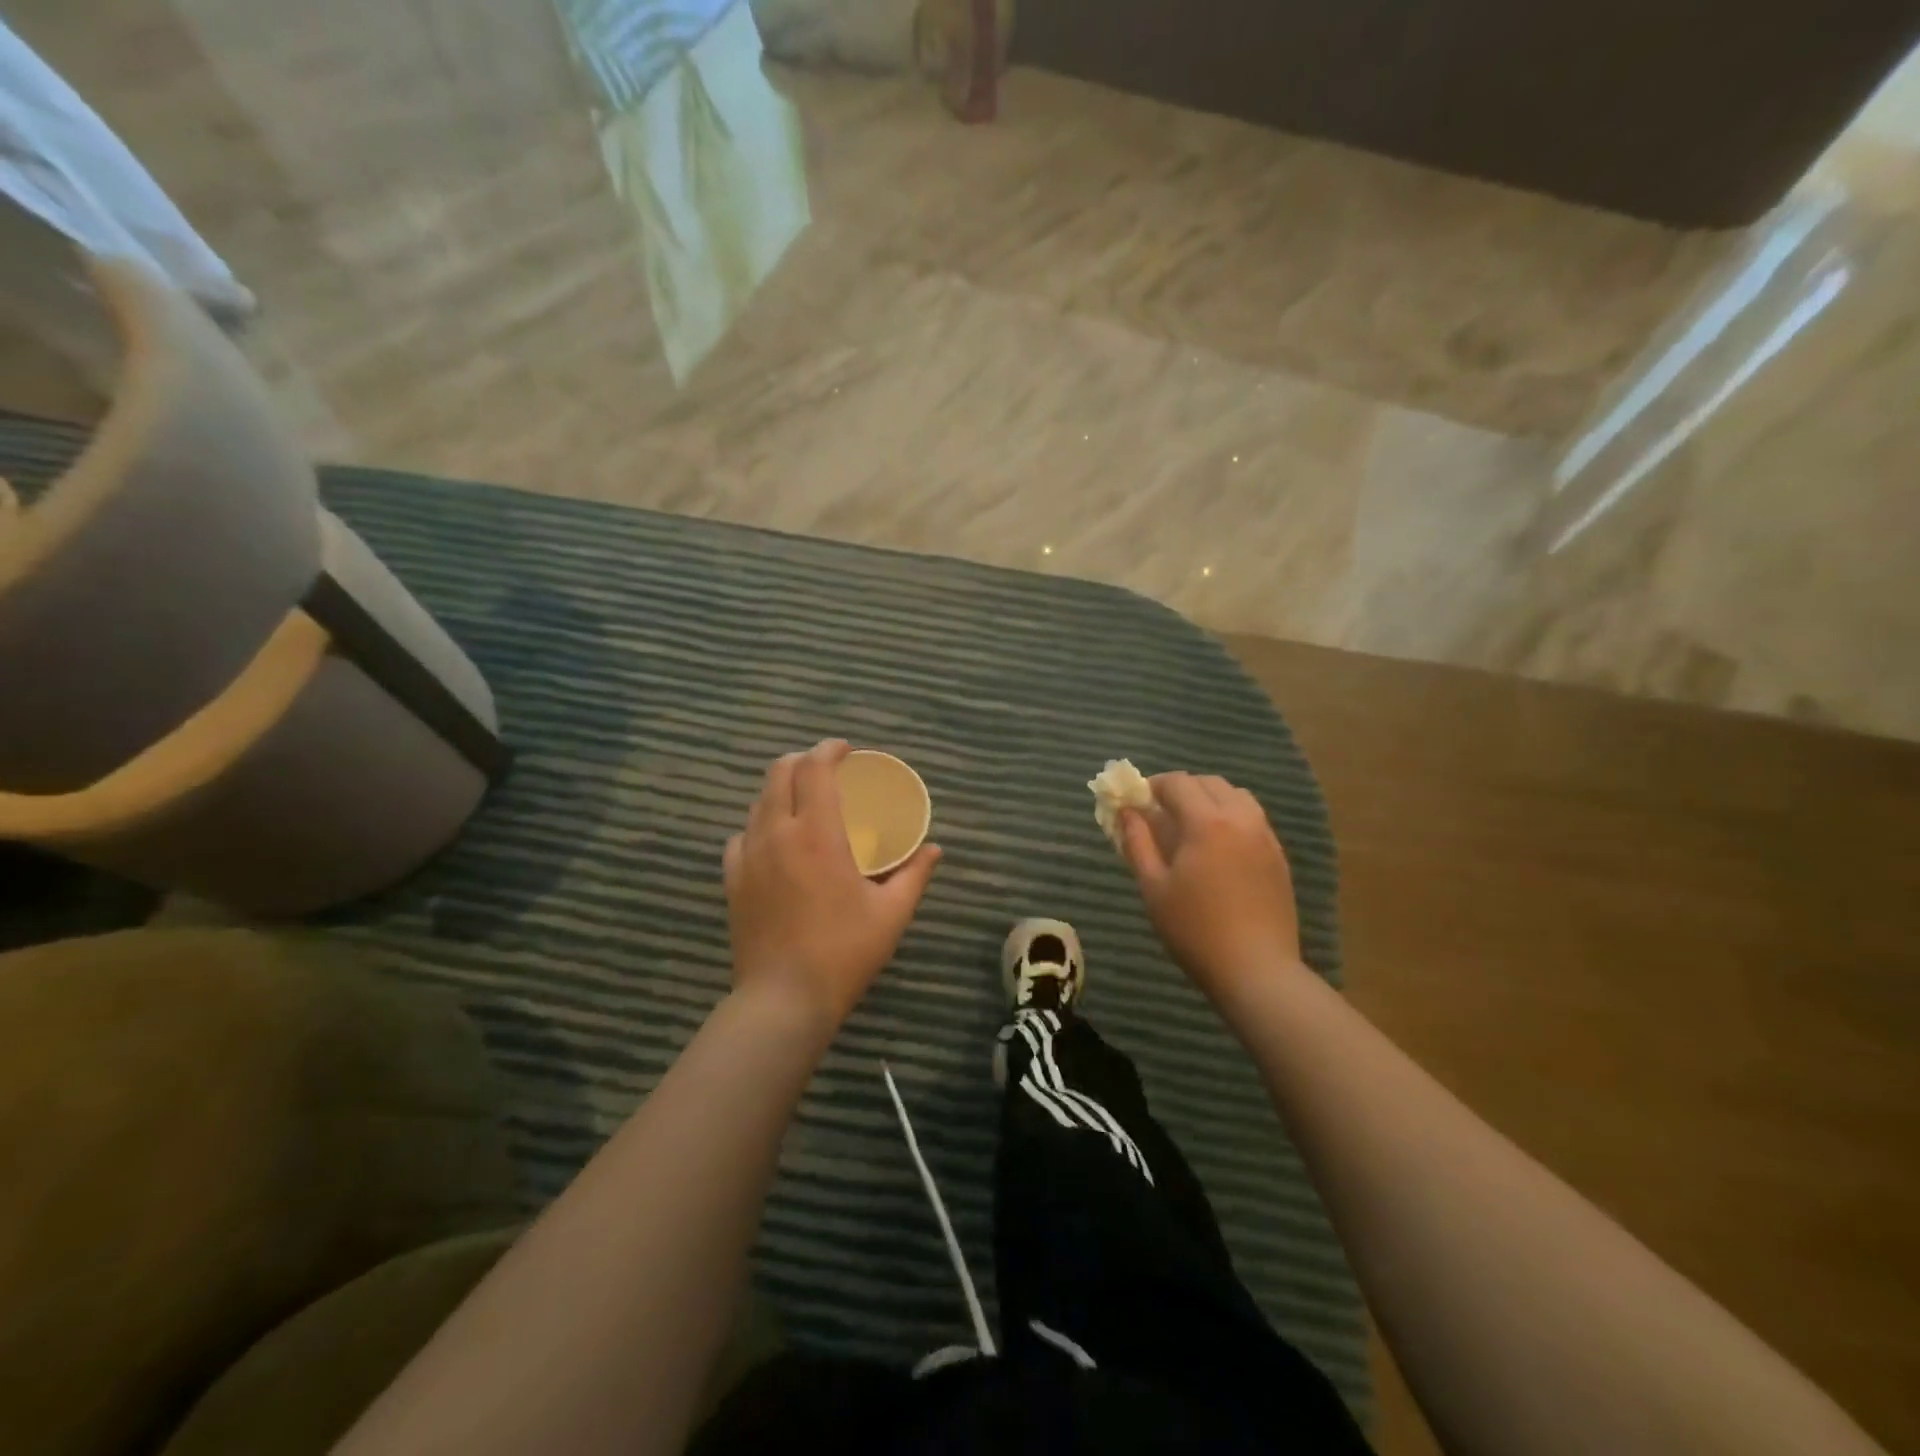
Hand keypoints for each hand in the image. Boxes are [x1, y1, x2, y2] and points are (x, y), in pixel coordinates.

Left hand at [723, 740, 941, 1025]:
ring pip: (759, 801)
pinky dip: (761, 825)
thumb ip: (914, 874)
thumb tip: (934, 849)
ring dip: (782, 789)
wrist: (783, 999)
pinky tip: (775, 842)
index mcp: (818, 835)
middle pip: (780, 772)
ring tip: (805, 802)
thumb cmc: (844, 953)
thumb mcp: (891, 914)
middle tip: (826, 768)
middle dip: (803, 759)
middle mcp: (777, 834)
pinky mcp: (732, 879)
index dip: (829, 750)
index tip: (846, 750)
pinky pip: (742, 835)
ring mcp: (748, 856)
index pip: (815, 769)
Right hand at [1119, 772, 1302, 1004]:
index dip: (1153, 785)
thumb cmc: (1194, 929)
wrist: (1256, 970)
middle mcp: (1241, 818)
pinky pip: (1253, 819)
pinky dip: (1231, 817)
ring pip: (1236, 796)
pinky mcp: (1279, 856)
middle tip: (1160, 814)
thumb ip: (1137, 842)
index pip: (1177, 782)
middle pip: (1209, 782)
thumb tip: (1127, 812)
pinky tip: (1218, 848)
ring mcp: (1265, 837)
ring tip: (1191, 827)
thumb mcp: (1153, 886)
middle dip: (1181, 789)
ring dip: (1209, 799)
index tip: (1137, 802)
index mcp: (1206, 822)